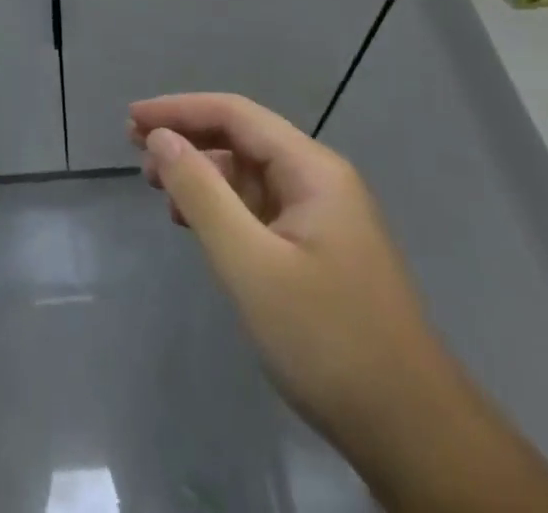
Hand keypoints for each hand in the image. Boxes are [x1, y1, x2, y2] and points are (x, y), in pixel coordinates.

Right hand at [129, 93, 438, 444]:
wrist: (415, 437)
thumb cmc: (327, 340)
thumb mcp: (250, 265)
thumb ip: (201, 193)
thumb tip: (160, 138)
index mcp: (312, 170)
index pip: (234, 114)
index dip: (179, 109)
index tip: (132, 119)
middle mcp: (320, 181)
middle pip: (242, 138)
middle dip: (188, 138)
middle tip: (135, 150)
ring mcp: (324, 218)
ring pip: (250, 175)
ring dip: (202, 174)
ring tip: (157, 188)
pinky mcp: (320, 253)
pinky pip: (261, 209)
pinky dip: (222, 207)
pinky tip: (197, 225)